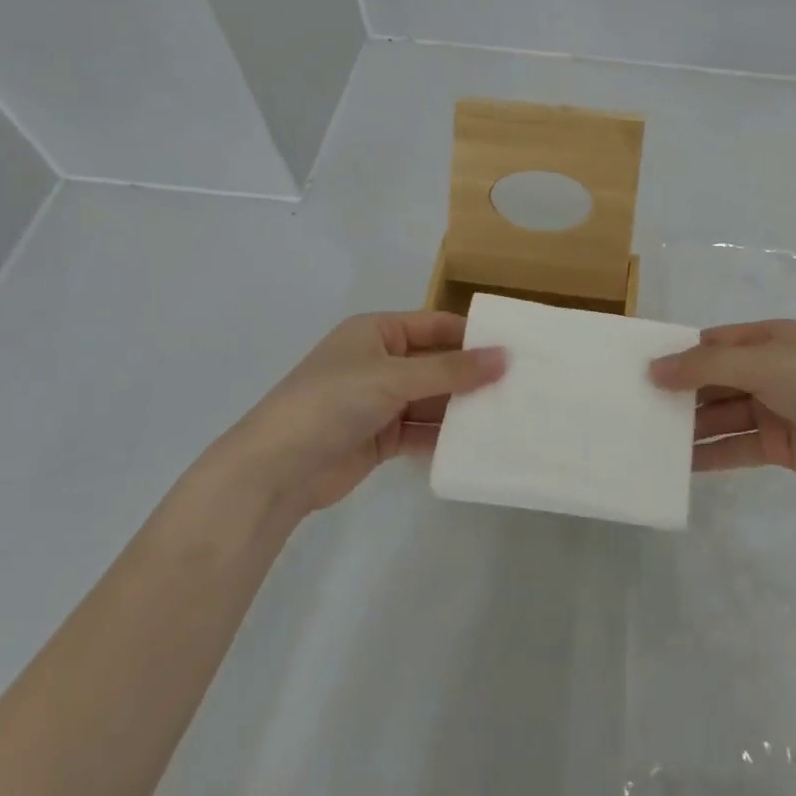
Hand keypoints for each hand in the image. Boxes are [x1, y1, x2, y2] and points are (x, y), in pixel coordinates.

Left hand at [221, 311, 505, 517]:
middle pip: (437, 363)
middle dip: (472, 375)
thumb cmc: (333, 402)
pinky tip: (476, 444)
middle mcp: (380, 361)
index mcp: (377, 332)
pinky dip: (444, 436)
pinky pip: (421, 430)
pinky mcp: (380, 437)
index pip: (435, 325)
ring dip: (461, 408)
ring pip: (432, 399)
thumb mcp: (394, 377)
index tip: (514, 349)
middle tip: (520, 385)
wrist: (275, 470)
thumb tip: (505, 356)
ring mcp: (379, 401)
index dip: (472, 336)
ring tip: (507, 415)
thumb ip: (451, 370)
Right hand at [649, 319, 795, 499]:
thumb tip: (654, 369)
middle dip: (681, 393)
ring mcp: (775, 408)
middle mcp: (769, 369)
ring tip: (651, 439)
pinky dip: (711, 454)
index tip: (642, 371)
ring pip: (722, 414)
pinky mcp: (780, 445)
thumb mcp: (764, 364)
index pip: (714, 343)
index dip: (680, 355)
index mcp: (769, 339)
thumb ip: (707, 367)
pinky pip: (736, 446)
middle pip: (714, 379)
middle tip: (637, 408)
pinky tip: (681, 465)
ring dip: (692, 426)